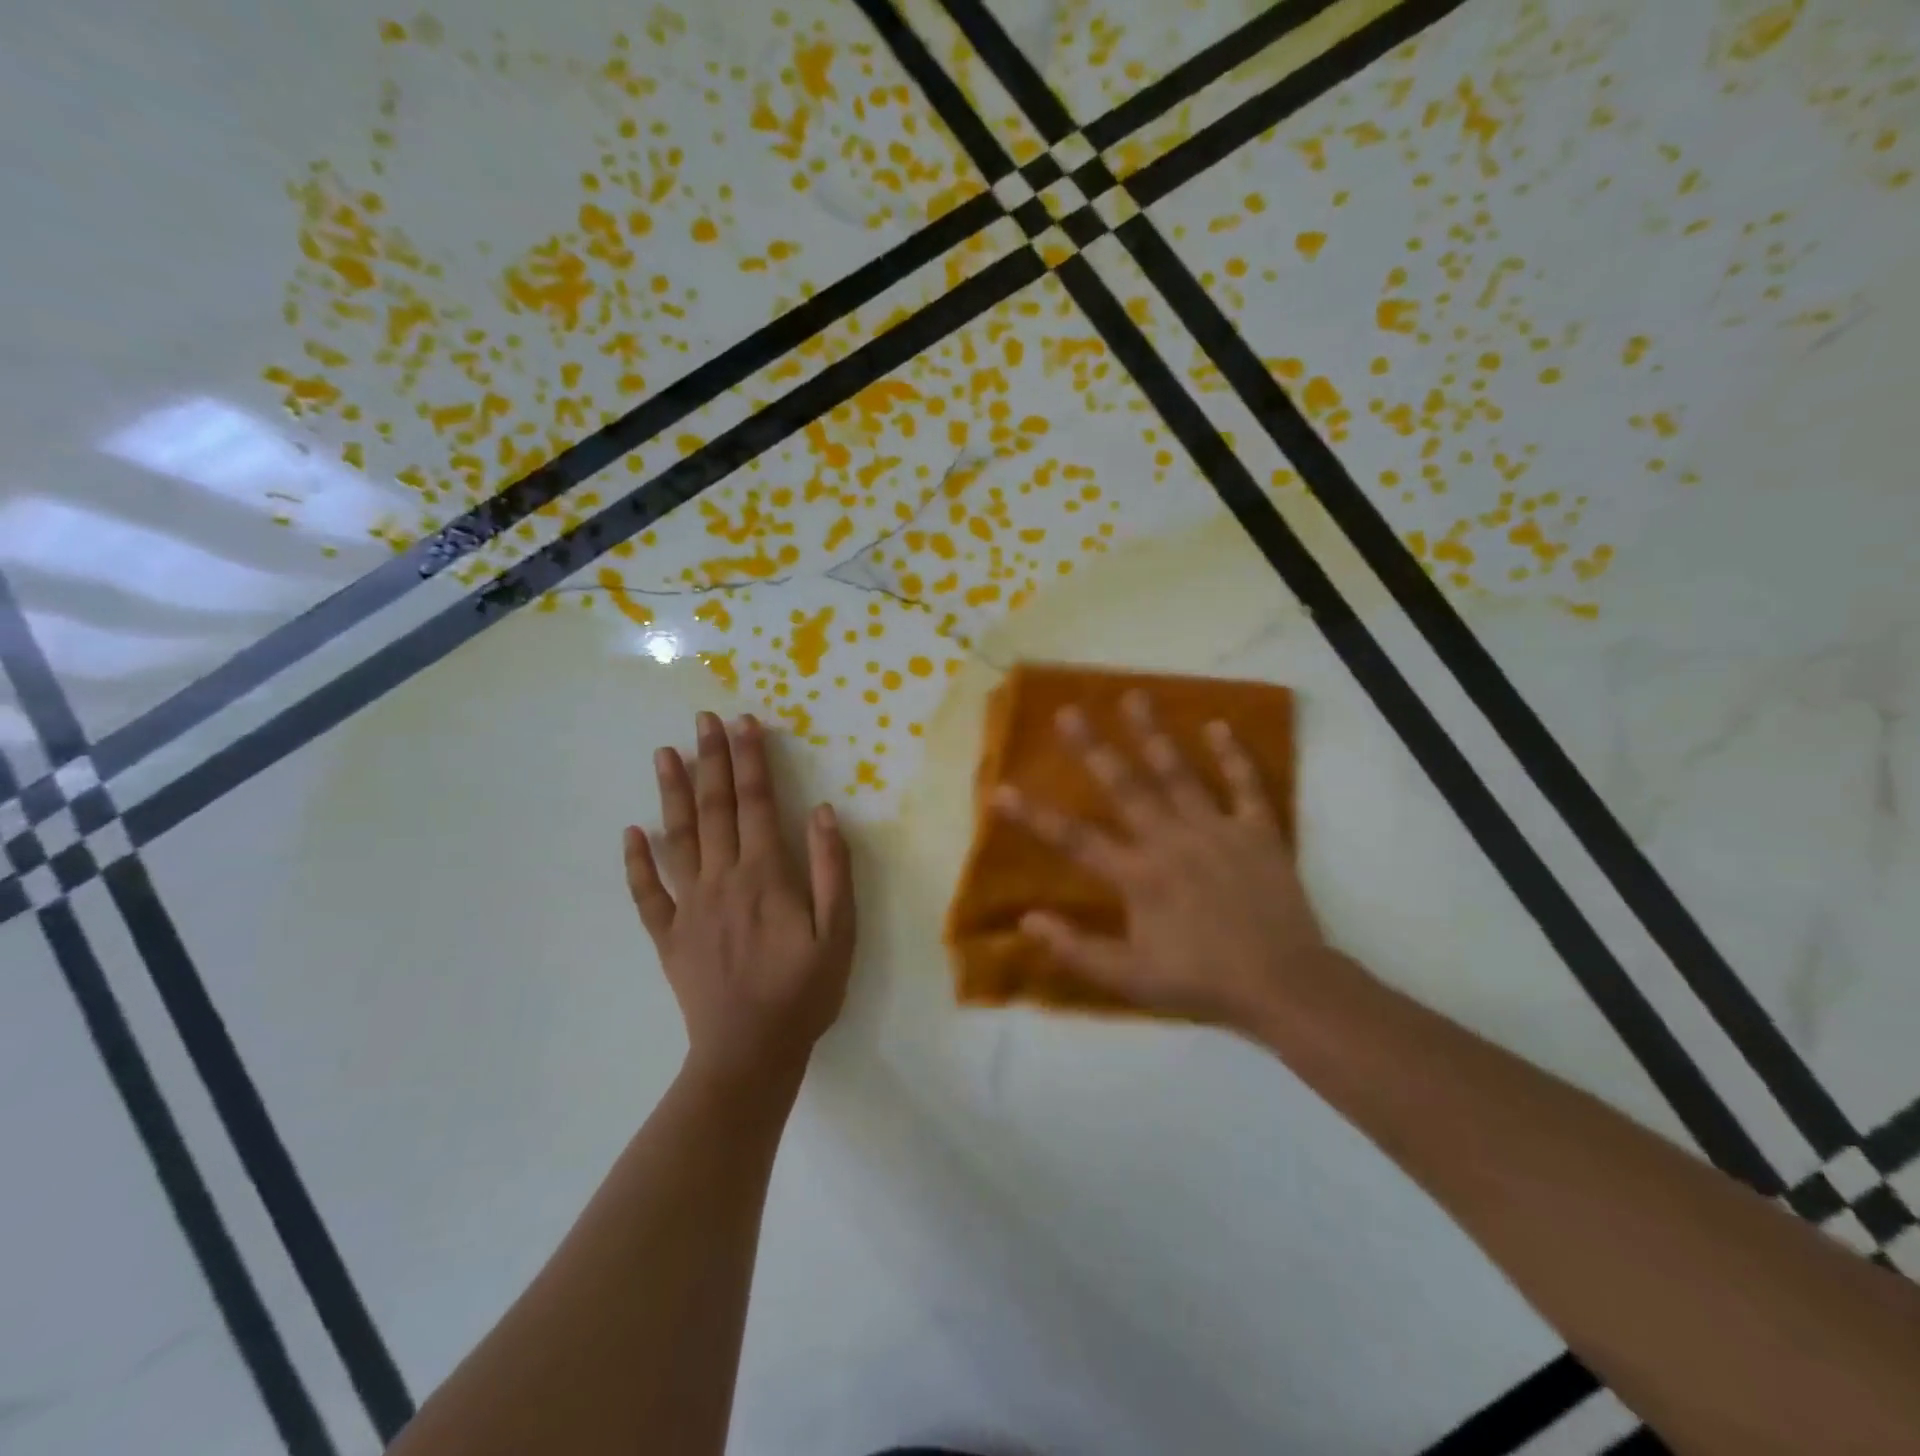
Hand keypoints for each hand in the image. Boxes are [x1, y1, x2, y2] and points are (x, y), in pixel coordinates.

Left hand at [625, 712, 855, 1091]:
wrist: (750, 1053)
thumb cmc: (804, 992)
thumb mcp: (839, 933)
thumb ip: (831, 870)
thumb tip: (822, 812)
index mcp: (765, 876)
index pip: (756, 804)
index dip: (751, 761)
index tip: (744, 723)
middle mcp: (722, 880)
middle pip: (715, 810)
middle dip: (711, 760)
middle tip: (702, 720)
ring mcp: (689, 906)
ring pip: (677, 839)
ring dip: (672, 794)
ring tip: (664, 755)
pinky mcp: (669, 935)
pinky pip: (647, 893)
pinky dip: (637, 862)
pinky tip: (631, 833)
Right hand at [993, 691, 1339, 1032]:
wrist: (1284, 986)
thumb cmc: (1201, 982)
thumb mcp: (1130, 979)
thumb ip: (1076, 949)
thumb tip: (1027, 921)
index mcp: (1139, 876)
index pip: (1074, 840)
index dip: (1033, 816)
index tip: (1000, 790)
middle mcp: (1171, 841)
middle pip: (1125, 787)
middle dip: (1092, 749)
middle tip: (1068, 712)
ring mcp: (1217, 831)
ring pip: (1179, 774)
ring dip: (1154, 734)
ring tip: (1134, 697)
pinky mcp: (1258, 832)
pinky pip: (1245, 785)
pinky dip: (1233, 755)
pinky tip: (1217, 725)